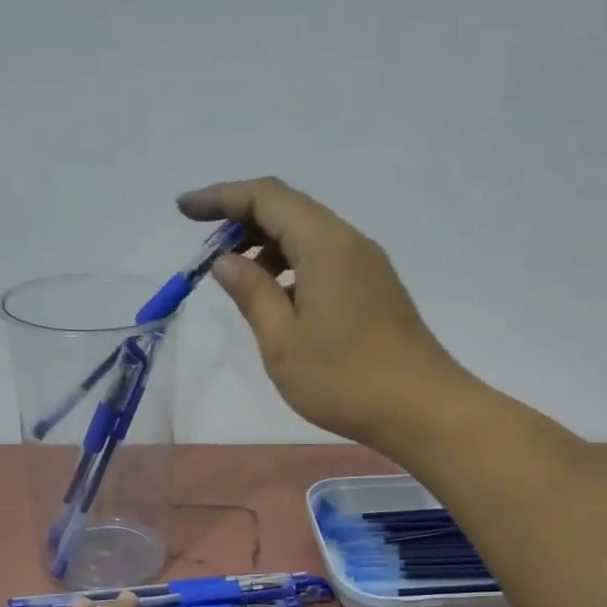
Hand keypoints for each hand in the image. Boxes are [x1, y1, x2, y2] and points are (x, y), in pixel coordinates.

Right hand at [179, 177, 467, 447]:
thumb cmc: (345, 379)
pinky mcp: (375, 290)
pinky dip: (292, 266)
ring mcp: (367, 266)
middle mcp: (349, 243)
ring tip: (237, 279)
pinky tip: (278, 300)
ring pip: (308, 236)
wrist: (421, 409)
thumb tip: (227, 261)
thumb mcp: (283, 342)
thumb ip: (252, 294)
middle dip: (241, 220)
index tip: (184, 211)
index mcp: (325, 244)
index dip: (221, 197)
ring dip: (267, 246)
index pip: (266, 197)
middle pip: (289, 210)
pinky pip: (325, 260)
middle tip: (206, 251)